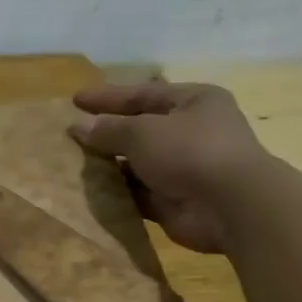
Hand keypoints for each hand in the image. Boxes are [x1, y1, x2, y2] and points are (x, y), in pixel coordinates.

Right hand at [71, 80, 271, 253]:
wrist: (230, 207)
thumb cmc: (189, 152)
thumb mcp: (142, 132)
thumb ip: (108, 129)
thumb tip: (78, 127)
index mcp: (193, 102)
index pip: (142, 94)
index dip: (107, 97)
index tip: (75, 100)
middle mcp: (191, 132)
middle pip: (140, 129)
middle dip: (107, 132)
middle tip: (71, 135)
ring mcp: (184, 168)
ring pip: (137, 163)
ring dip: (109, 165)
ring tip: (72, 164)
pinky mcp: (175, 200)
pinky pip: (138, 192)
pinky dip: (117, 193)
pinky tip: (90, 192)